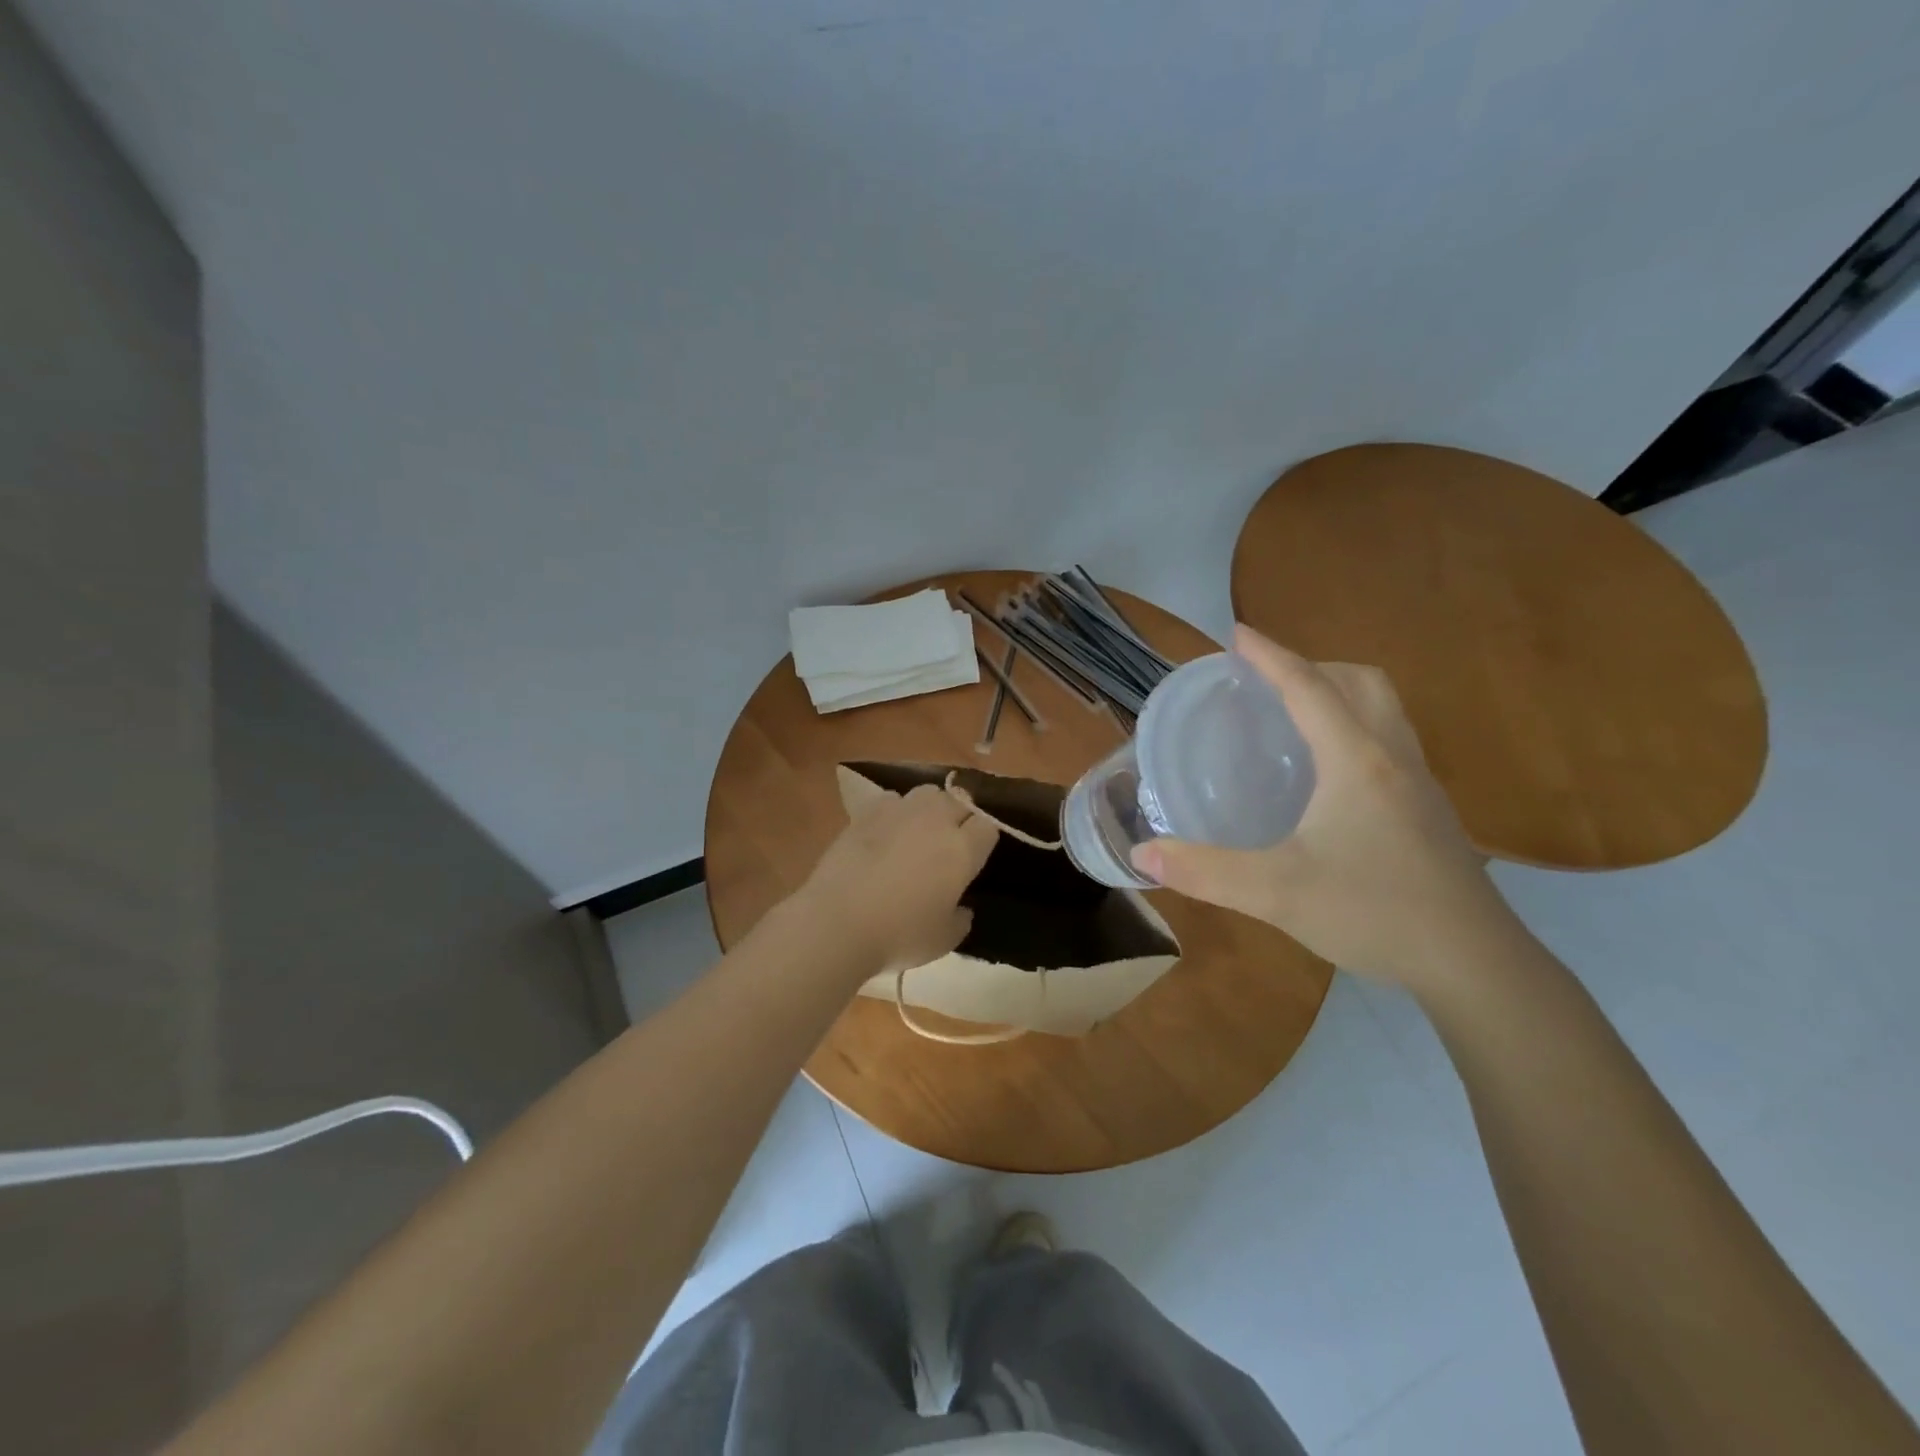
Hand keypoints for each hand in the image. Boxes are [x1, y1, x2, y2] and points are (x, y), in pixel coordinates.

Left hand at [794, 782, 999, 977]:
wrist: (837, 922)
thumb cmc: (899, 935)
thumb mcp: (944, 940)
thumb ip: (960, 919)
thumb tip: (961, 908)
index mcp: (962, 849)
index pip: (988, 825)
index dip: (984, 838)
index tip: (976, 856)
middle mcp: (936, 820)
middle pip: (960, 801)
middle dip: (961, 817)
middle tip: (951, 843)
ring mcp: (900, 811)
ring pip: (928, 793)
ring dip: (931, 807)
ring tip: (920, 830)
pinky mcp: (867, 813)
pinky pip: (892, 800)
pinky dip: (895, 811)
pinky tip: (886, 832)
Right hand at [1131, 625, 1513, 991]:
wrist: (1475, 964)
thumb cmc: (1374, 913)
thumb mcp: (1277, 892)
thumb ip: (1206, 871)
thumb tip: (1143, 853)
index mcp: (1356, 762)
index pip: (1309, 688)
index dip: (1271, 656)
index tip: (1237, 634)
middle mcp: (1393, 759)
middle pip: (1361, 683)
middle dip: (1313, 666)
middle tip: (1268, 681)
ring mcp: (1420, 785)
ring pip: (1385, 710)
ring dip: (1341, 694)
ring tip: (1296, 715)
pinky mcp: (1429, 812)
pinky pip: (1391, 742)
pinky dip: (1357, 729)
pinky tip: (1330, 775)